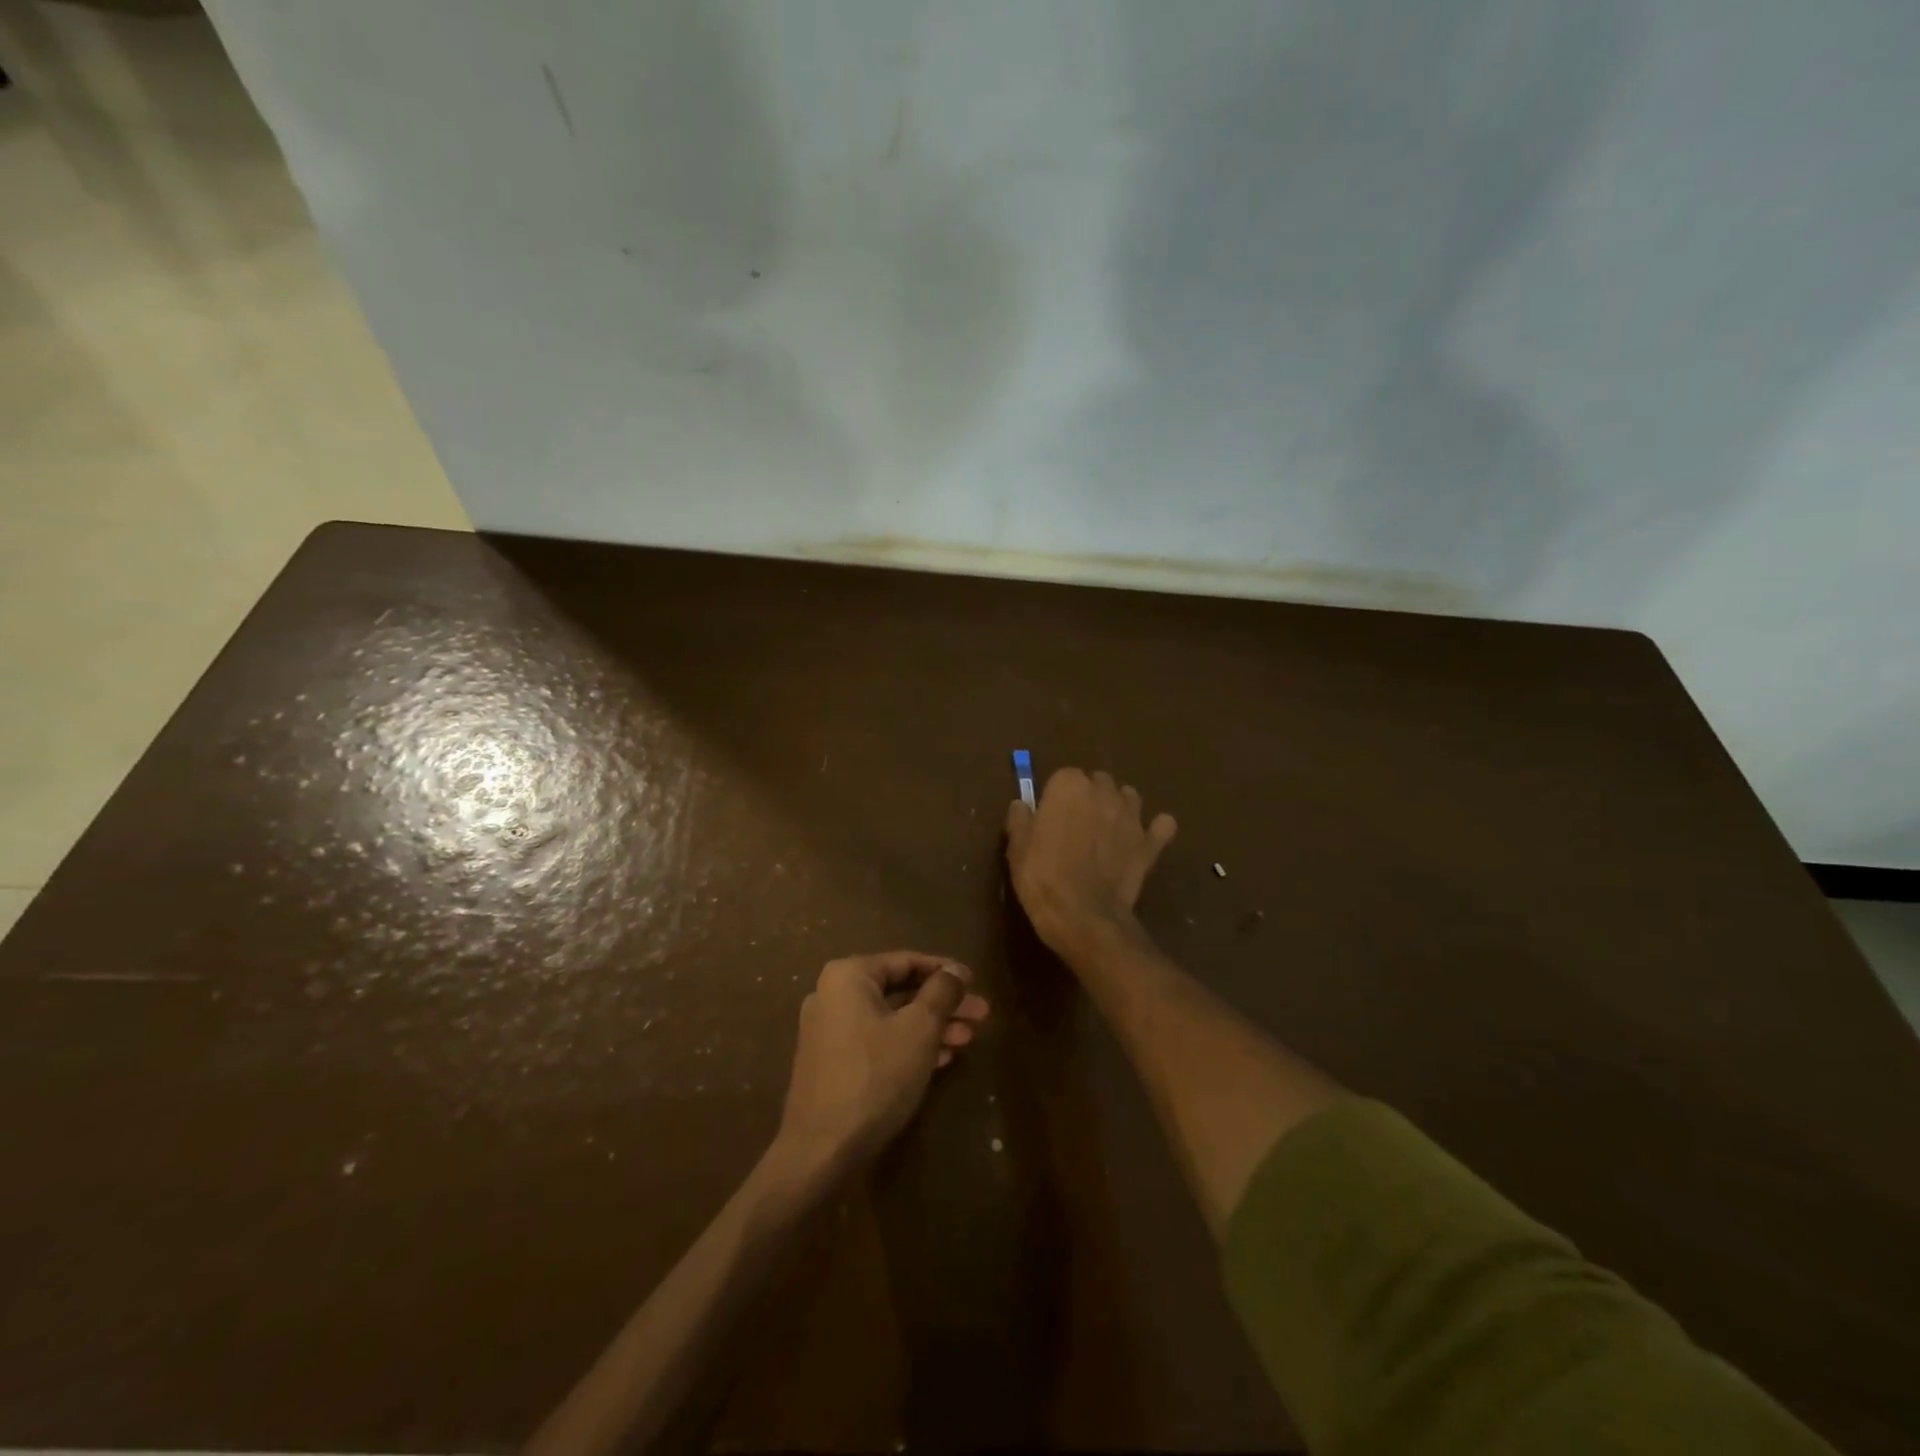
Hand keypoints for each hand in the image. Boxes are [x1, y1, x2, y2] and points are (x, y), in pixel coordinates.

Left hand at [777, 951, 989, 1169]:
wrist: (821, 1149)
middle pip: (900, 991)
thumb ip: (941, 992)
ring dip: (930, 1026)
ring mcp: (829, 1030)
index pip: (907, 961)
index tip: (975, 983)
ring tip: (967, 1040)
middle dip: (943, 1004)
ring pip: (891, 1018)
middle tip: (981, 1015)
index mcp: (848, 976)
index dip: (945, 971)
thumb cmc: (875, 1076)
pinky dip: (908, 1045)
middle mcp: (833, 995)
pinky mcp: (832, 1063)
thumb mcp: (919, 1029)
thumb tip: (955, 970)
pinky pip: (877, 1041)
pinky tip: (940, 1059)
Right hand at [1005, 767, 1177, 951]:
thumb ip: (1020, 818)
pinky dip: (1156, 830)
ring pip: (1129, 797)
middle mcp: (1103, 792)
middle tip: (1075, 825)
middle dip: (1089, 797)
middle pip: (1098, 782)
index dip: (1056, 796)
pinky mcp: (1149, 844)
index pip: (1063, 776)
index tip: (1048, 817)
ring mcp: (1131, 817)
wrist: (1082, 915)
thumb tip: (1022, 805)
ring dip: (1119, 807)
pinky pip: (1162, 827)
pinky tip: (1147, 839)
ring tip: (1107, 830)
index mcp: (1069, 785)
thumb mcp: (1017, 846)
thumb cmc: (1042, 875)